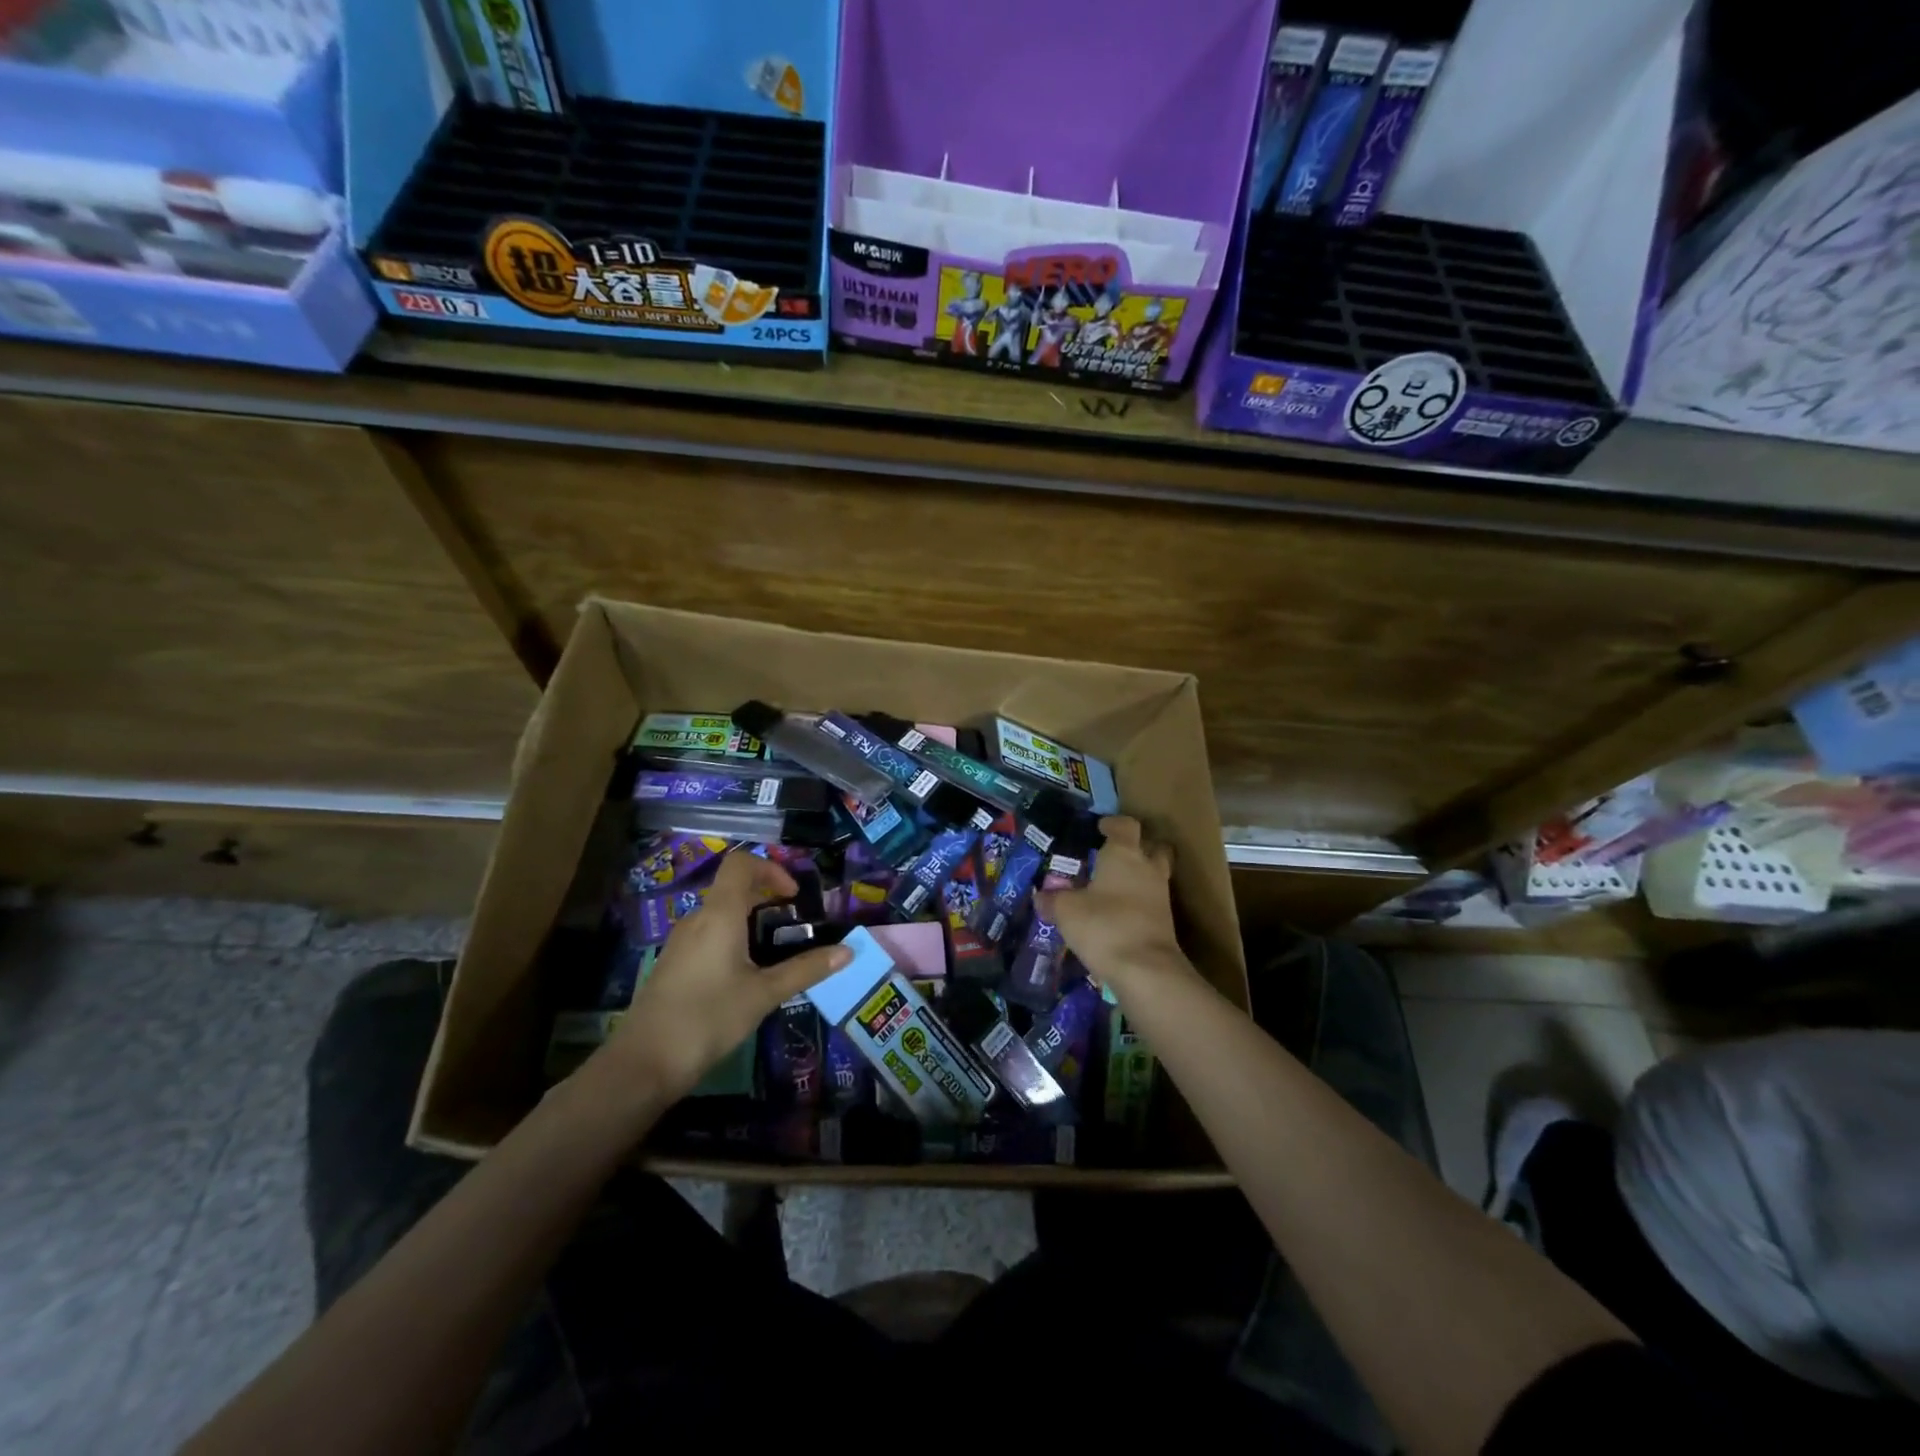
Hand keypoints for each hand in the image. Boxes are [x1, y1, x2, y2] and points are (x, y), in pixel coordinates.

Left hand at [602, 852, 850, 1100]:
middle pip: (733, 888)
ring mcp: (681, 942)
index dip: (771, 869)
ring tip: (775, 953)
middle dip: (766, 898)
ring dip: (750, 922)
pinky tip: (746, 976)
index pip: (741, 864)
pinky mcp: (674, 964)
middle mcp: (697, 919)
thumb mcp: (764, 994)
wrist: (643, 1064)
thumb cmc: (708, 1018)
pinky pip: (708, 936)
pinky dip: (733, 940)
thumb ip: (805, 970)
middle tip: (794, 925)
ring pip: (720, 914)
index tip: (793, 897)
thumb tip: (848, 952)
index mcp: (719, 914)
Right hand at [1036, 816, 1192, 995]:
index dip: (1113, 823)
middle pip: (1152, 846)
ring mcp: (1161, 895)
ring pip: (1155, 874)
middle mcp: (1147, 868)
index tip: (1101, 827)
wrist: (1145, 970)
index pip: (1125, 825)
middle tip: (1116, 855)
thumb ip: (1052, 900)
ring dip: (1139, 876)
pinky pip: (1152, 901)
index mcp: (1124, 854)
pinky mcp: (1166, 922)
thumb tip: (1040, 896)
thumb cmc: (1103, 925)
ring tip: (1113, 887)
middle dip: (1138, 846)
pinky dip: (1139, 902)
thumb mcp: (1066, 911)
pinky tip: (1119, 913)